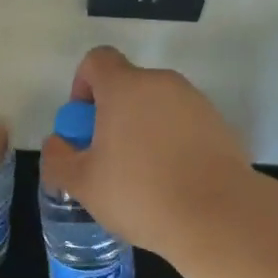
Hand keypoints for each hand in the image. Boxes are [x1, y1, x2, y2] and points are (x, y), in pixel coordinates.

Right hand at [39, 46, 251, 253]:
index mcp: (126, 87)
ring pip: (157, 105)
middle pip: (128, 85)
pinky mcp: (220, 125)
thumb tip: (57, 144)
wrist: (219, 217)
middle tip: (108, 157)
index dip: (82, 85)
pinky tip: (172, 181)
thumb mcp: (83, 184)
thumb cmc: (141, 194)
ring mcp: (196, 102)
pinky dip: (172, 142)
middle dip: (113, 114)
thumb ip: (58, 159)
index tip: (84, 125)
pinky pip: (184, 124)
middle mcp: (162, 83)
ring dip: (143, 128)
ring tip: (142, 175)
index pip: (97, 60)